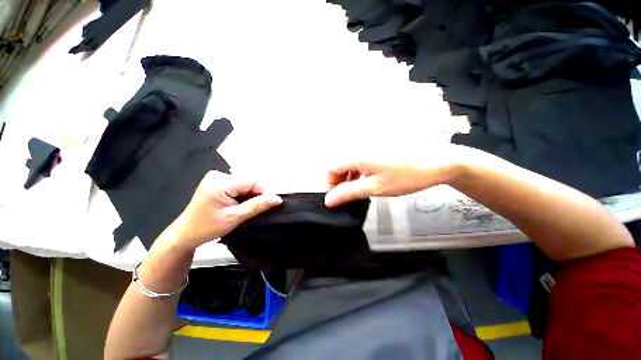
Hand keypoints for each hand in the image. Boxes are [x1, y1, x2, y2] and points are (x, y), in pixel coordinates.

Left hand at [169, 171, 281, 248]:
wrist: (186, 233)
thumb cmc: (207, 227)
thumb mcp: (235, 217)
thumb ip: (257, 206)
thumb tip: (277, 199)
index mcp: (220, 182)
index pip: (252, 182)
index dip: (263, 193)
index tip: (268, 205)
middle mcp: (218, 175)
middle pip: (248, 182)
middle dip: (255, 195)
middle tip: (254, 209)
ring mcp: (216, 177)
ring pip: (244, 184)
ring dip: (249, 195)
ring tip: (245, 208)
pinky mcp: (217, 181)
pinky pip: (238, 185)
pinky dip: (242, 194)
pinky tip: (238, 204)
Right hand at [325, 145, 465, 206]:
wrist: (439, 161)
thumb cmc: (406, 176)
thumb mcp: (375, 188)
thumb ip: (349, 193)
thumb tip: (328, 201)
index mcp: (356, 154)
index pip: (331, 168)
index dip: (331, 184)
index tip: (339, 197)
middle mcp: (359, 145)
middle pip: (339, 164)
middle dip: (340, 181)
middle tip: (351, 195)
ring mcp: (369, 144)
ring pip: (349, 162)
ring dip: (350, 176)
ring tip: (361, 189)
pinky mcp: (377, 146)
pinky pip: (360, 158)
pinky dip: (359, 170)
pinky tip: (369, 178)